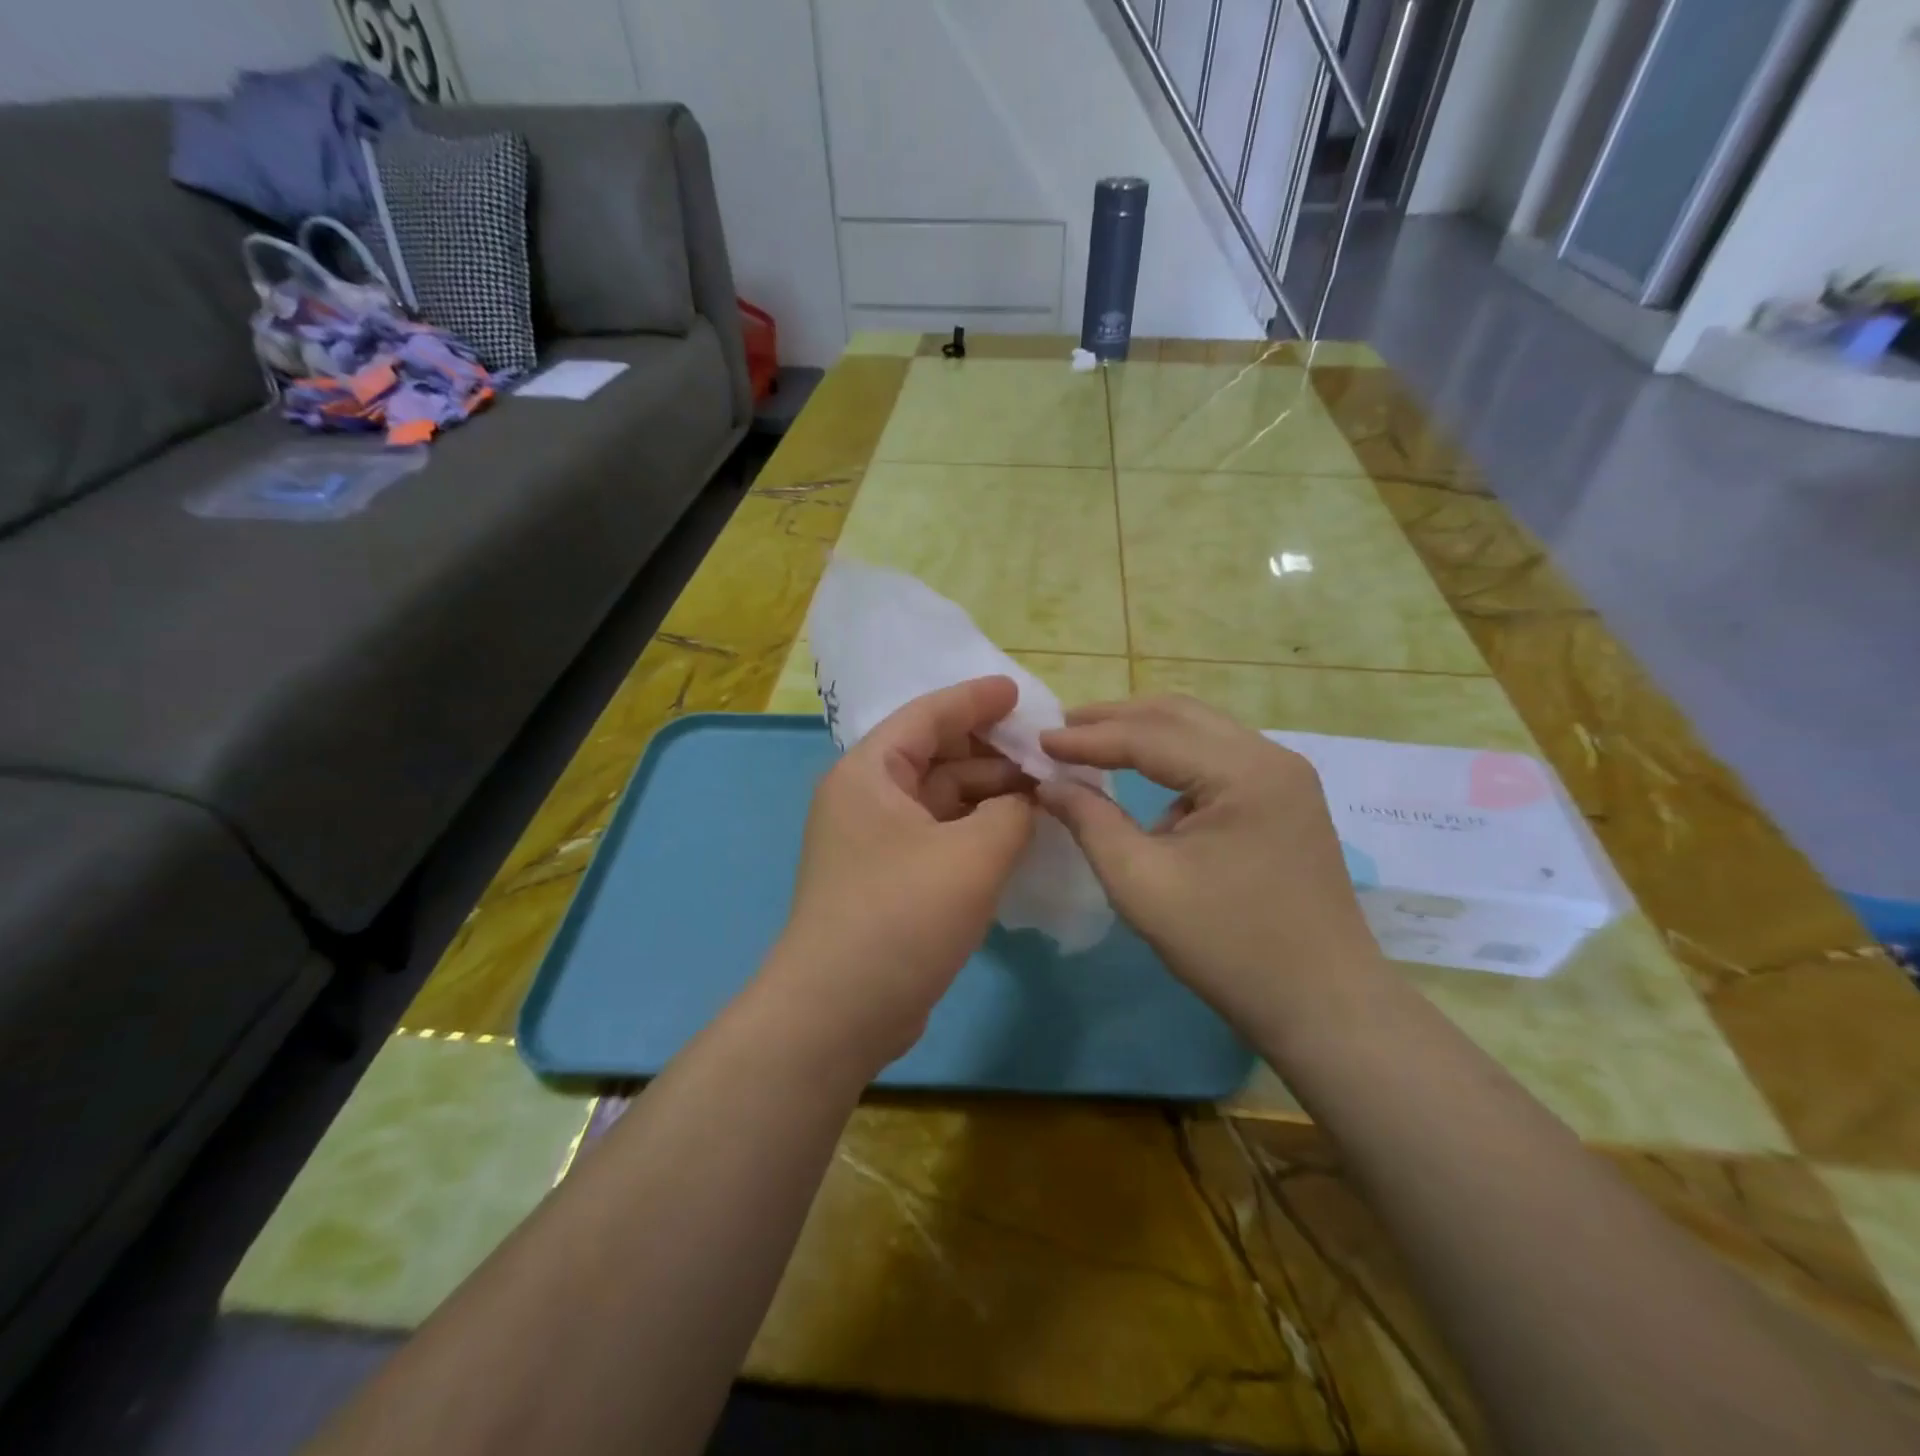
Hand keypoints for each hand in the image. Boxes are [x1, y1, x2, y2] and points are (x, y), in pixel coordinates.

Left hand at [768, 677, 1035, 1068]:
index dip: (975, 700)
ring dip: (987, 794)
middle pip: (934, 756)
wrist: (839, 1012)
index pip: (926, 716)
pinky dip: (975, 830)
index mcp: (869, 773)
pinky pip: (938, 835)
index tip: (1019, 692)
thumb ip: (1012, 812)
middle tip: (1045, 753)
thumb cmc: (902, 916)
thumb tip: (1025, 801)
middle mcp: (865, 798)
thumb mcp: (973, 856)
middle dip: (990, 752)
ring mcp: (874, 842)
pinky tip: (1015, 835)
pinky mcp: (888, 880)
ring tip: (1043, 794)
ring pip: (939, 800)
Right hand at [1037, 695, 1381, 1039]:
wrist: (1324, 1008)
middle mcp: (1272, 757)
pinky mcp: (1287, 802)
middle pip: (1179, 716)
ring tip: (1094, 747)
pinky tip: (1148, 786)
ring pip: (1201, 732)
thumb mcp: (1142, 883)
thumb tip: (1049, 783)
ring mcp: (1287, 778)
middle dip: (1115, 719)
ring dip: (1145, 735)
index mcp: (1244, 772)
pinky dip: (1175, 760)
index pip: (1150, 735)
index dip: (1088, 737)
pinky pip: (1220, 760)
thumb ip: (1090, 821)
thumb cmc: (1228, 947)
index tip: (1038, 741)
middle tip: (1062, 730)